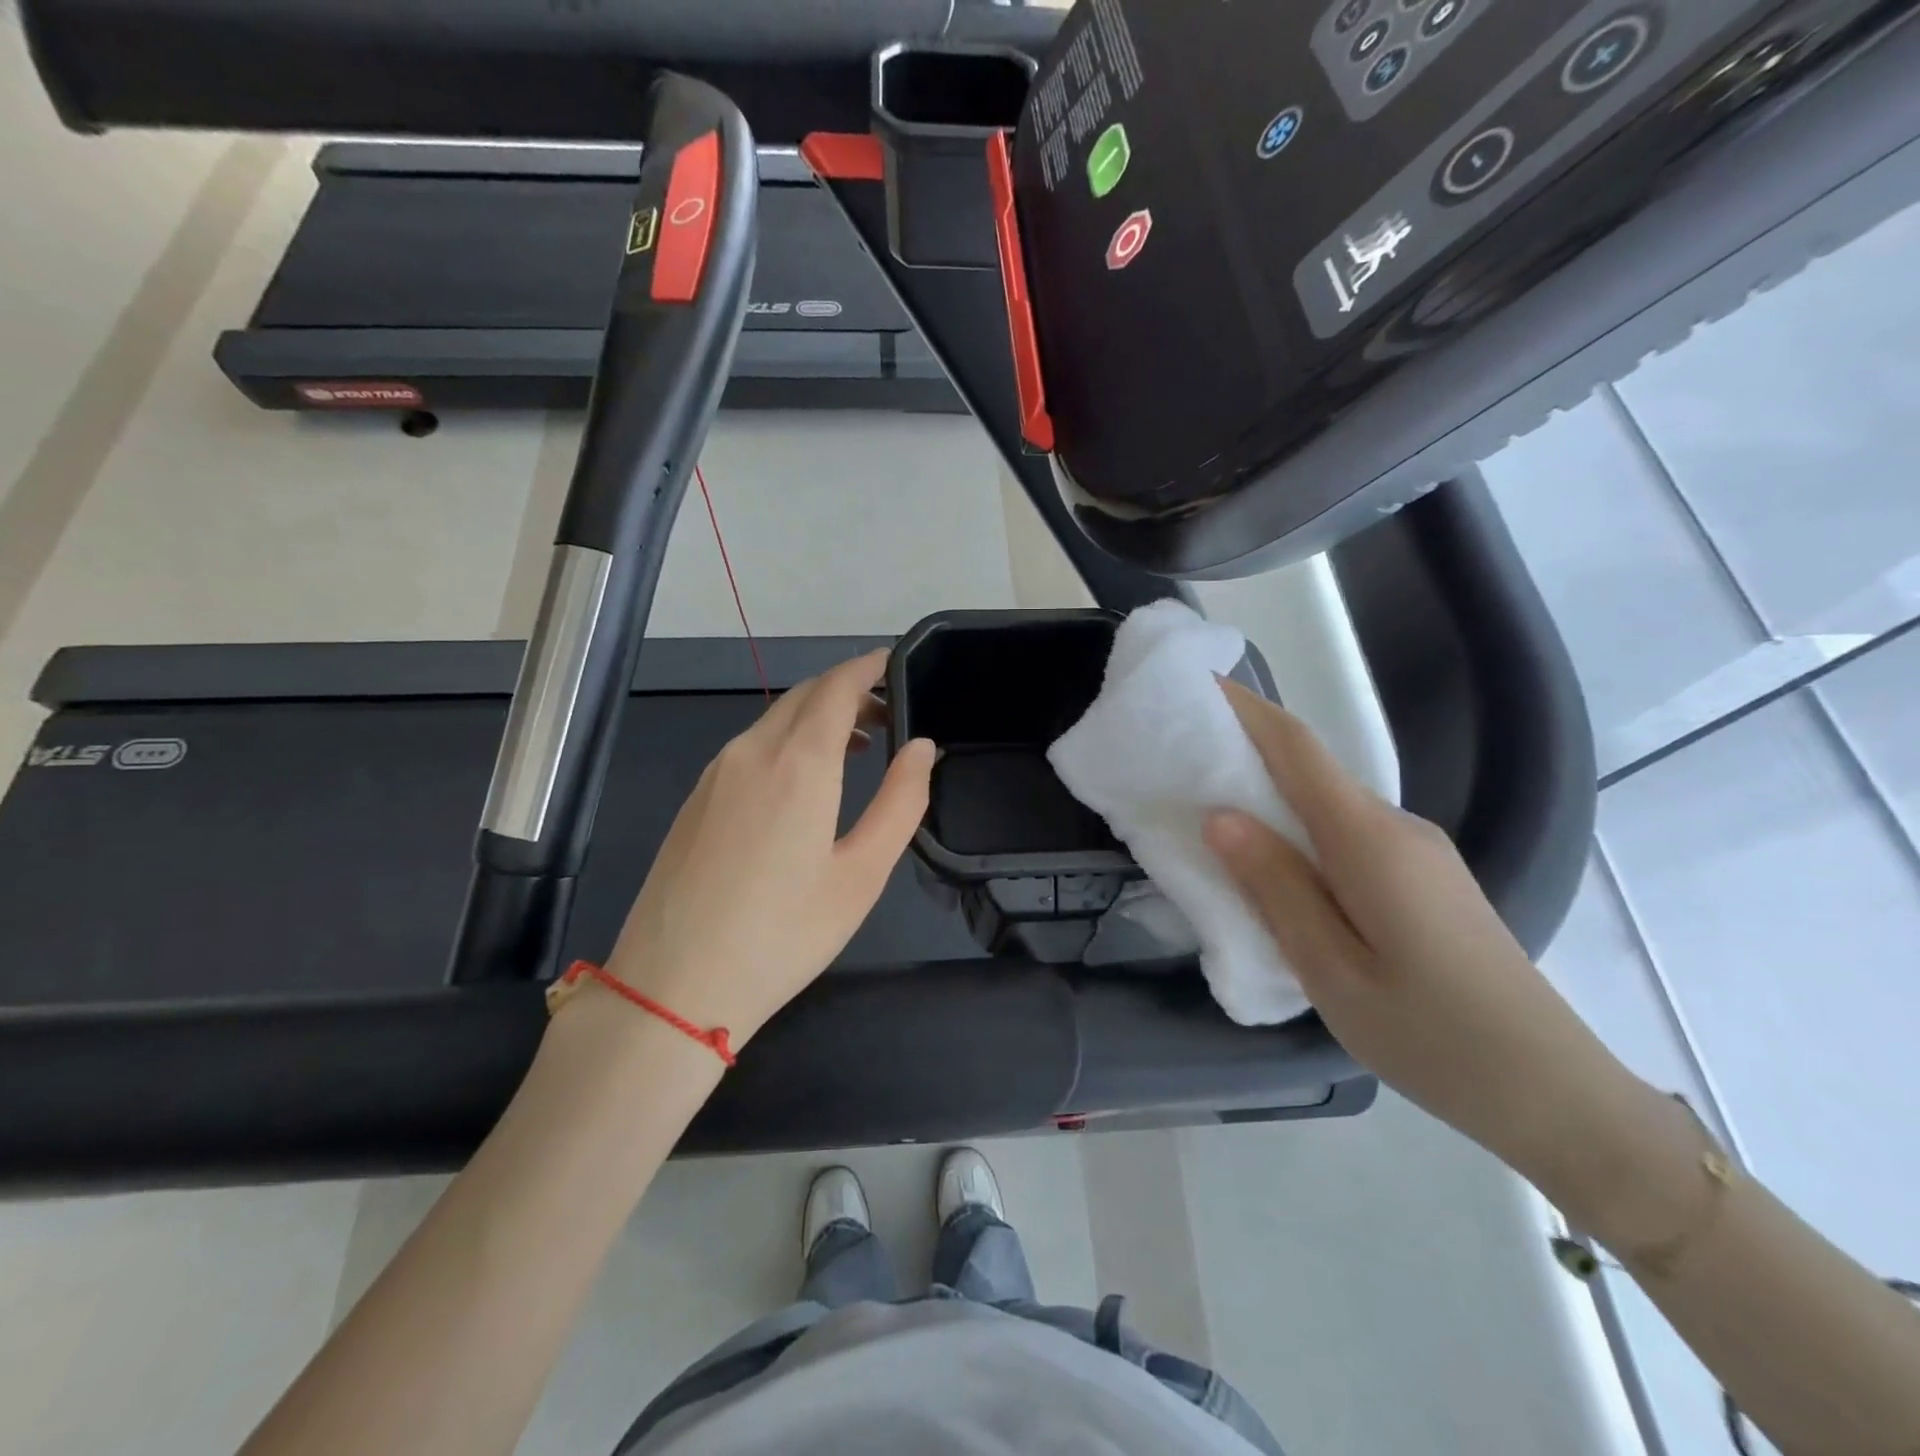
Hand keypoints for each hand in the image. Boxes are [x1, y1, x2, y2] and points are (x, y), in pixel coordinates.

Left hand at [601, 650, 934, 1047]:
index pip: (837, 685)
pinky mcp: (696, 799)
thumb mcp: (861, 874)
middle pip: (804, 695)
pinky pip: (750, 747)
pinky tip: (804, 782)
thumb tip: (922, 747)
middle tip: (888, 714)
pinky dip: (788, 741)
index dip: (869, 667)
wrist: (672, 989)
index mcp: (797, 763)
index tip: (897, 664)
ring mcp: (715, 774)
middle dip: (848, 690)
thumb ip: (900, 802)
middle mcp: (751, 752)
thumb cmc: (782, 934)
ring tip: (858, 747)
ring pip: (774, 719)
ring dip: (818, 717)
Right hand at [1202, 679, 1642, 1191]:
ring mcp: (1418, 851)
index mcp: (1369, 841)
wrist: (1554, 1092)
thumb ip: (1275, 888)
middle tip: (1182, 760)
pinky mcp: (1425, 877)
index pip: (1297, 750)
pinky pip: (1348, 834)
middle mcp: (1397, 828)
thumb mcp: (1331, 970)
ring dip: (1273, 795)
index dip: (1247, 710)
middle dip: (1247, 751)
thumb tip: (1221, 817)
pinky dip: (1301, 830)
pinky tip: (1276, 865)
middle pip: (1312, 771)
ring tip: (1213, 812)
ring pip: (1329, 805)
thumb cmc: (1430, 1036)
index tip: (1198, 685)